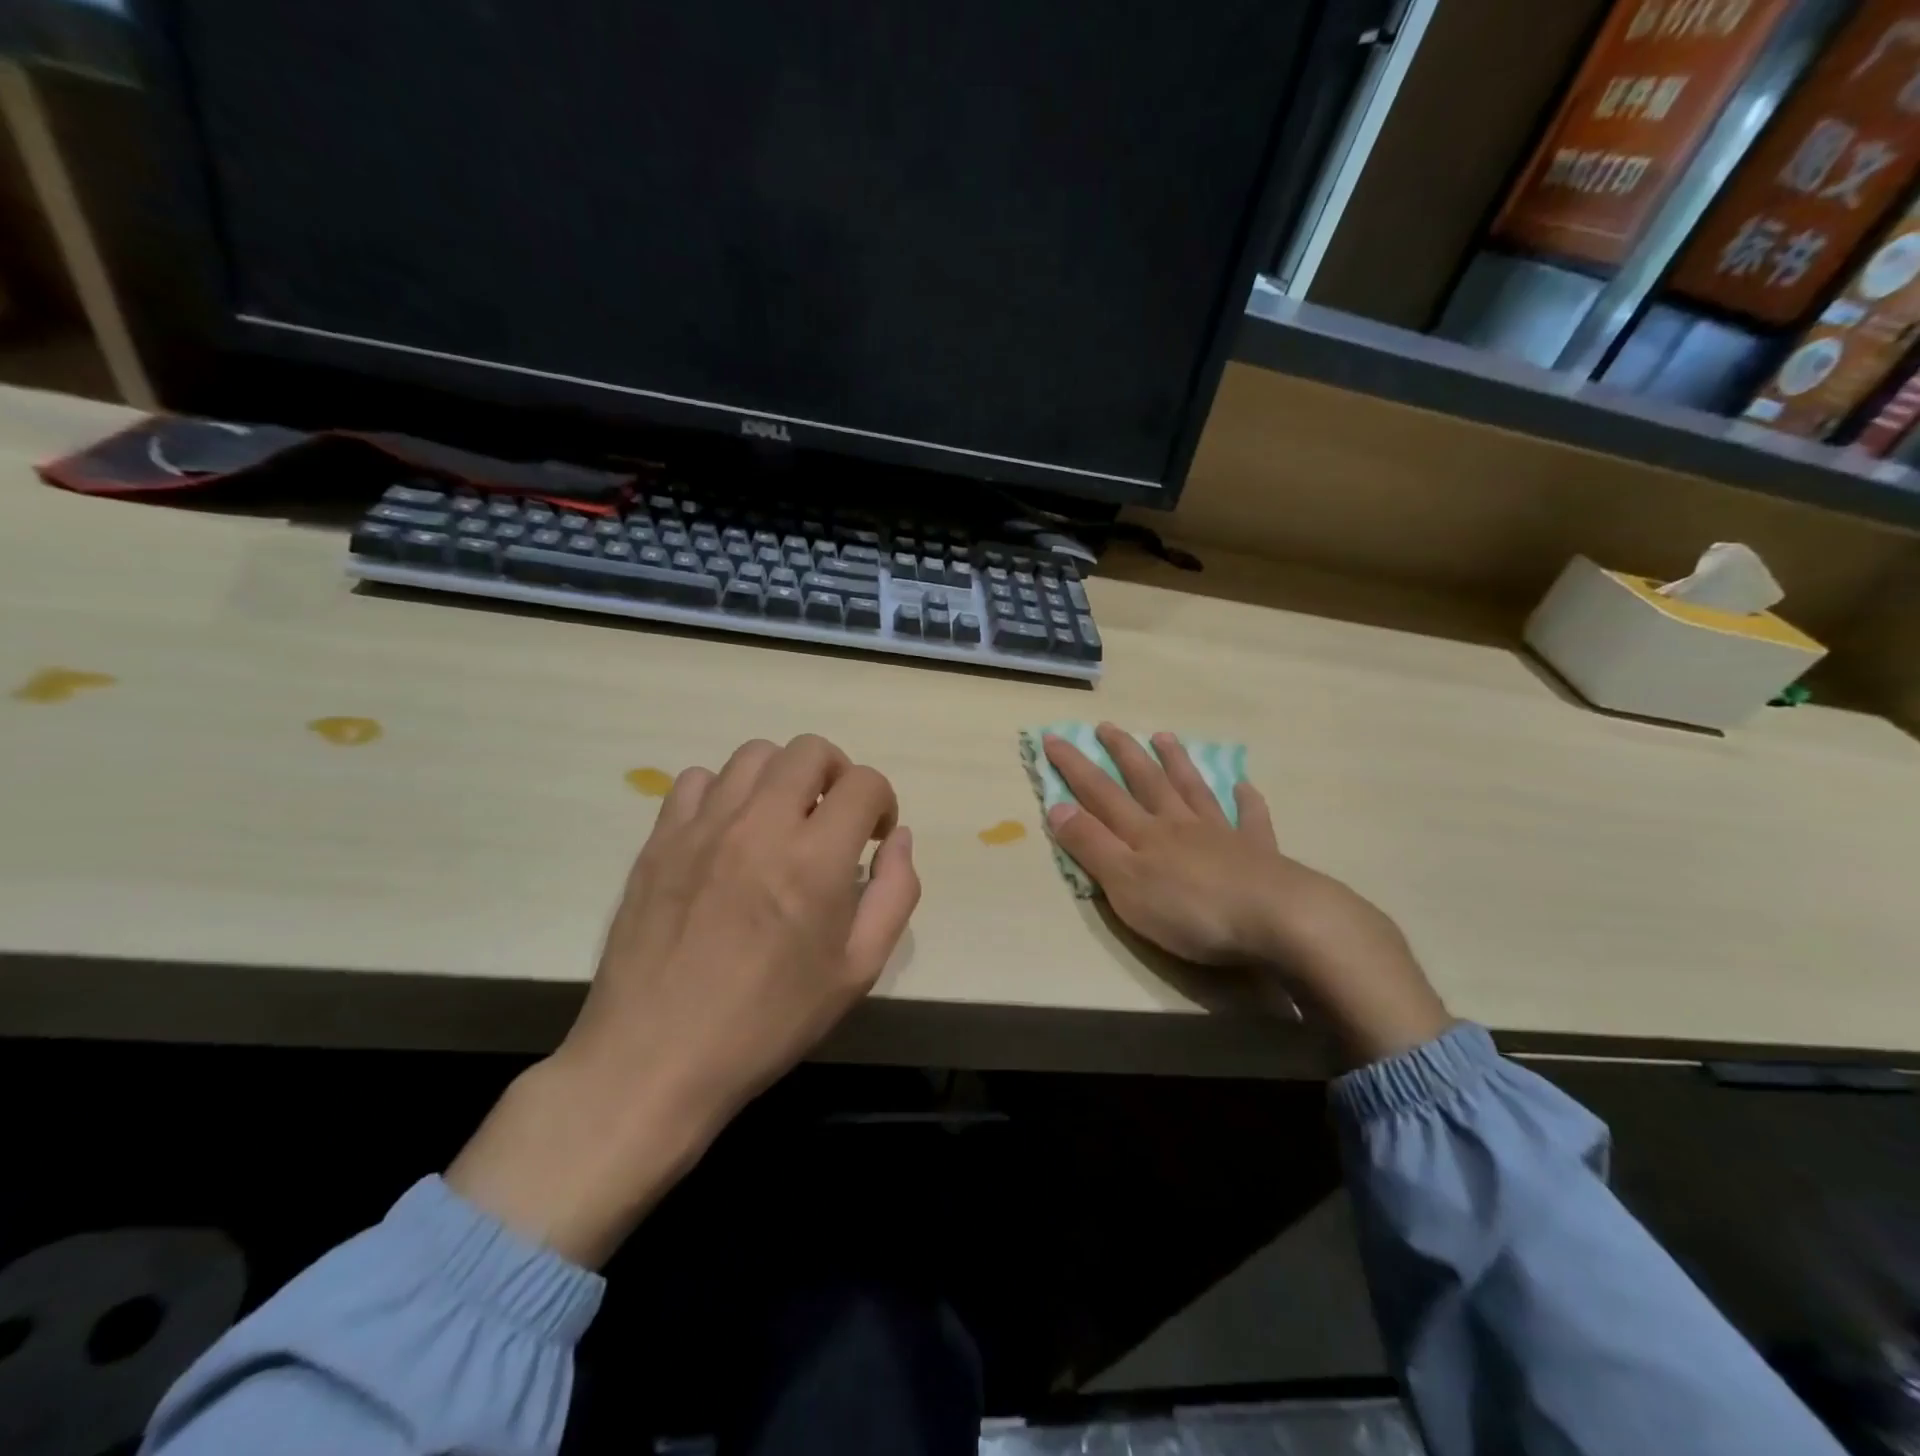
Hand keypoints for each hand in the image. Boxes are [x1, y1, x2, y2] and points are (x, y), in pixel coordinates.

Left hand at [449, 734, 917, 1265]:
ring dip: (783, 779)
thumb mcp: (857, 971)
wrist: (655, 1058)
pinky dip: (724, 793)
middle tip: (833, 820)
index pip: (864, 783)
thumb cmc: (768, 1021)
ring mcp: (703, 827)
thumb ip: (894, 894)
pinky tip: (727, 834)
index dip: (882, 802)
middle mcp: (760, 825)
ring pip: (755, 755)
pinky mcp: (660, 839)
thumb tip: (899, 839)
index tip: (873, 837)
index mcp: (814, 860)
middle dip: (837, 775)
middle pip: (810, 750)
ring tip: (780, 822)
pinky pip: (697, 780)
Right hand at [1043, 725, 1449, 1067]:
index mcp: (1145, 834)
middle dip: (1123, 753)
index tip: (1053, 737)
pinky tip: (1244, 786)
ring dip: (1177, 763)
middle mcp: (1180, 824)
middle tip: (1107, 726)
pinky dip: (1246, 801)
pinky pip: (1251, 819)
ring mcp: (1222, 835)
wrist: (1277, 919)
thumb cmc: (1191, 909)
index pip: (1100, 793)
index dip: (1074, 767)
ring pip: (1194, 790)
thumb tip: (1057, 807)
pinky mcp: (1259, 853)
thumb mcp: (1126, 884)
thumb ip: (1092, 846)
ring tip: (1165, 737)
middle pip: (1147, 781)